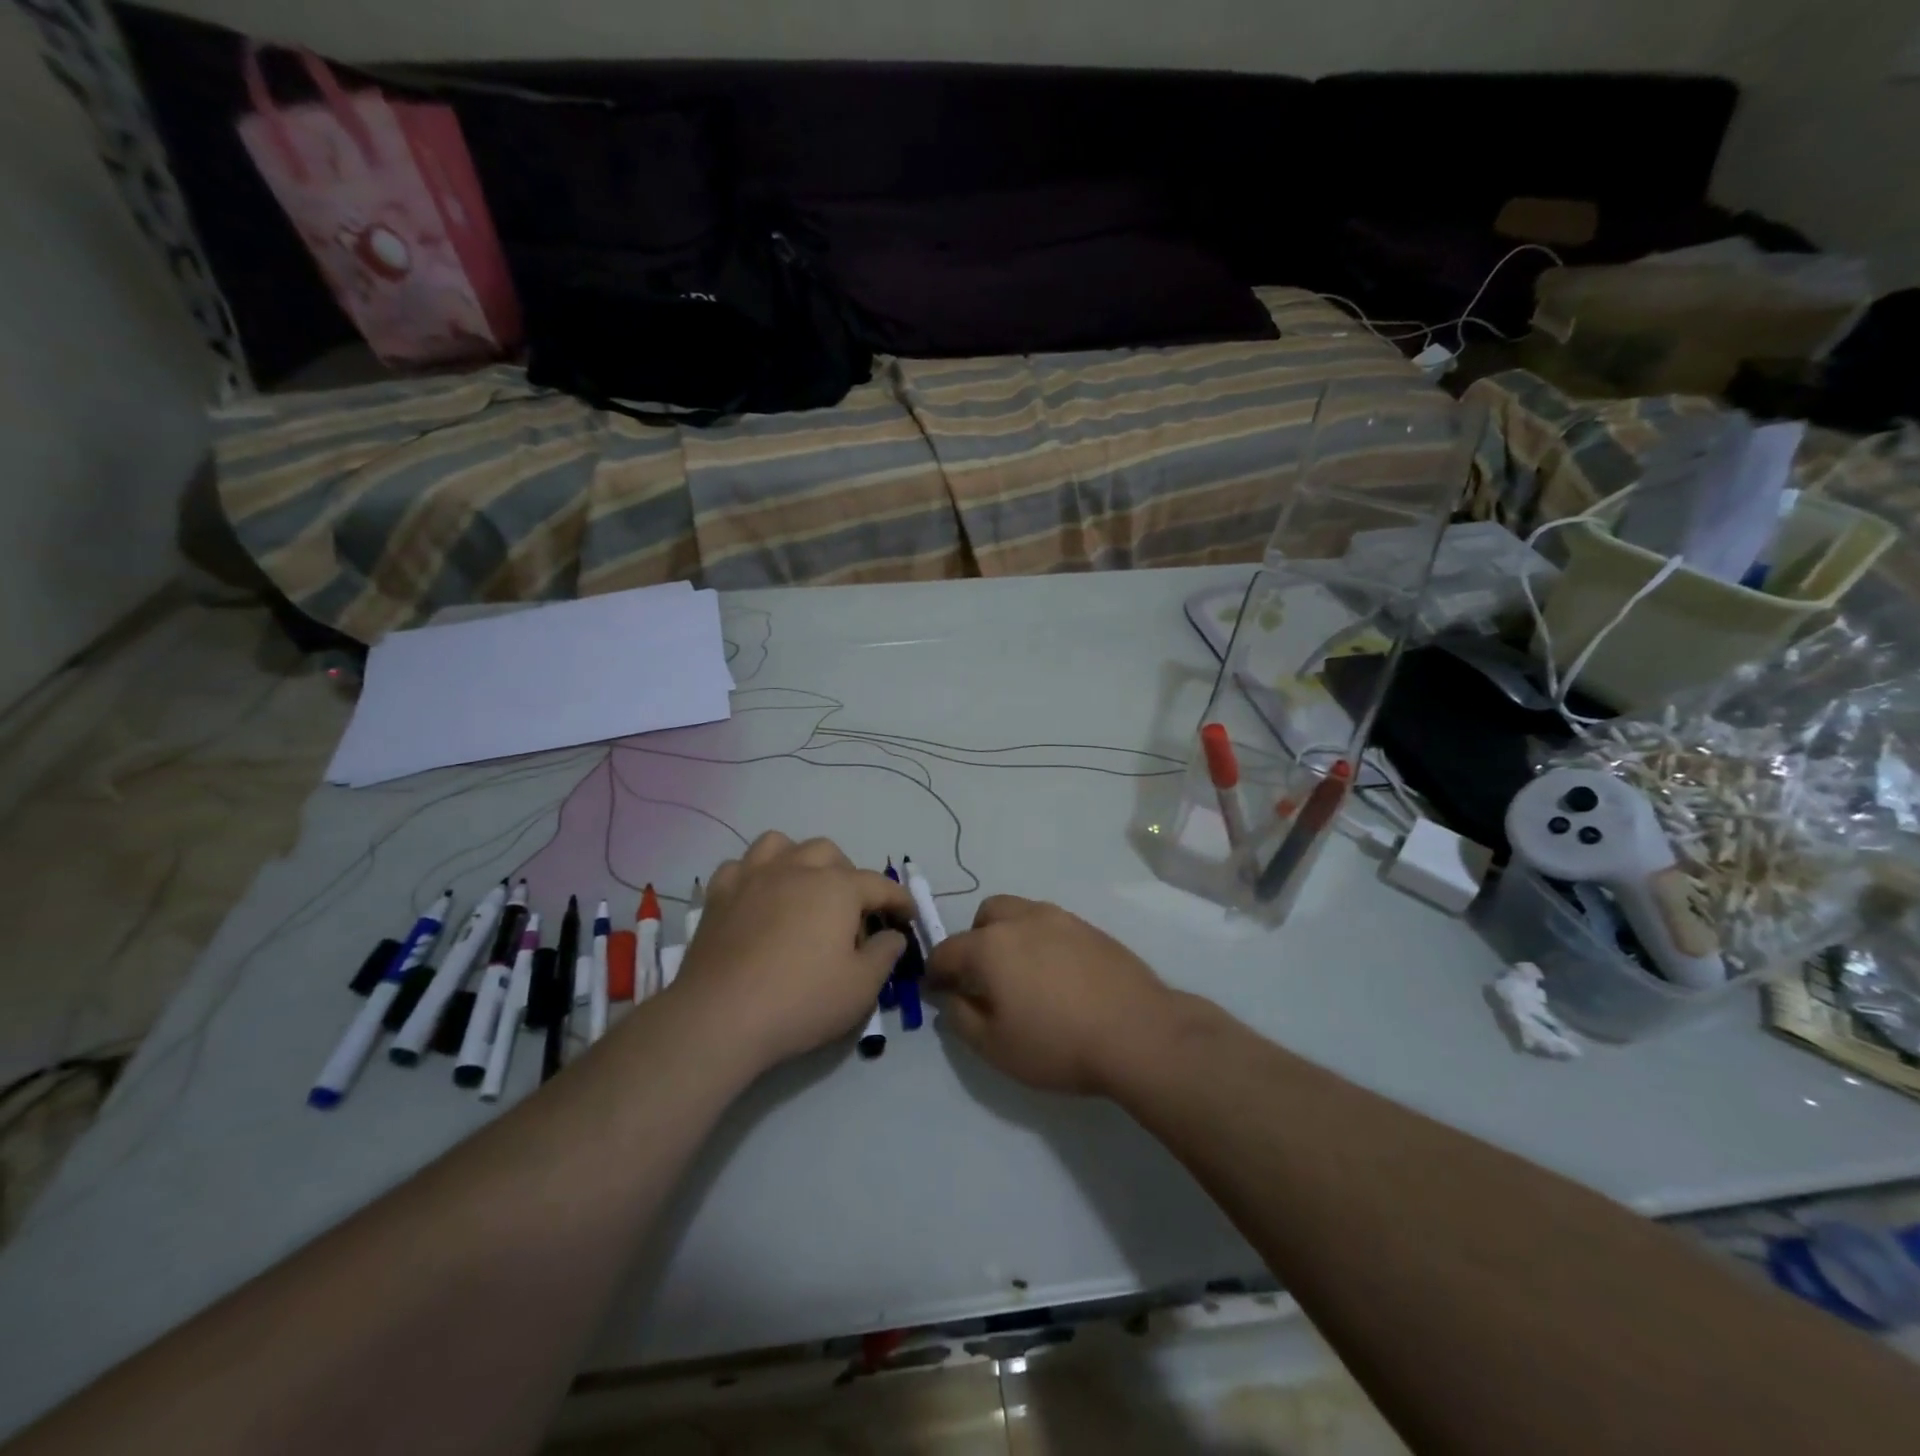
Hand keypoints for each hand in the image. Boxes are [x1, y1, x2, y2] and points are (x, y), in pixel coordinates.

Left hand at [674, 832, 917, 1071]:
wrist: (720, 1017)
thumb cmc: (800, 1001)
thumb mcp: (862, 987)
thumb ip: (885, 954)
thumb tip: (892, 935)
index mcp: (837, 888)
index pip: (878, 884)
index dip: (898, 900)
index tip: (907, 918)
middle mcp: (796, 869)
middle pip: (829, 853)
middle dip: (848, 875)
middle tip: (852, 911)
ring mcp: (753, 877)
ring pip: (781, 844)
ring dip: (799, 860)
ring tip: (803, 888)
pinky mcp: (719, 895)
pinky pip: (739, 866)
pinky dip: (754, 875)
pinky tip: (758, 898)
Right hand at [925, 895, 1178, 1095]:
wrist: (1138, 1033)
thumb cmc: (1058, 1044)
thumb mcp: (995, 1047)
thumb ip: (961, 1018)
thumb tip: (950, 997)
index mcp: (991, 945)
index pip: (948, 950)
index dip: (936, 972)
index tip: (937, 991)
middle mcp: (1022, 920)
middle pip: (985, 917)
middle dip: (975, 941)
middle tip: (984, 978)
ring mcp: (1061, 919)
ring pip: (1021, 914)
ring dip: (1010, 936)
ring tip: (1024, 975)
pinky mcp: (1091, 928)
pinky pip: (1053, 926)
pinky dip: (1042, 942)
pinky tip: (1059, 977)